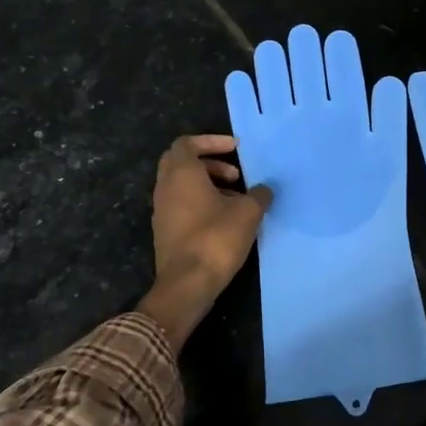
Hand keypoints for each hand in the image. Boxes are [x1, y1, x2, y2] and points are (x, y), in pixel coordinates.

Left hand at [139, 134, 272, 351]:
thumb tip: (264, 189)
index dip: (212, 141)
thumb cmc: (216, 239)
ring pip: (182, 185)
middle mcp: (165, 187)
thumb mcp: (248, 213)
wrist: (187, 284)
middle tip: (235, 174)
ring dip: (208, 185)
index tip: (235, 149)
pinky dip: (200, 202)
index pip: (187, 143)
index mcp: (181, 174)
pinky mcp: (165, 231)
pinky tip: (224, 219)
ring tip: (236, 199)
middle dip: (209, 163)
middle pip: (181, 162)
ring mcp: (162, 210)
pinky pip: (181, 205)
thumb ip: (258, 195)